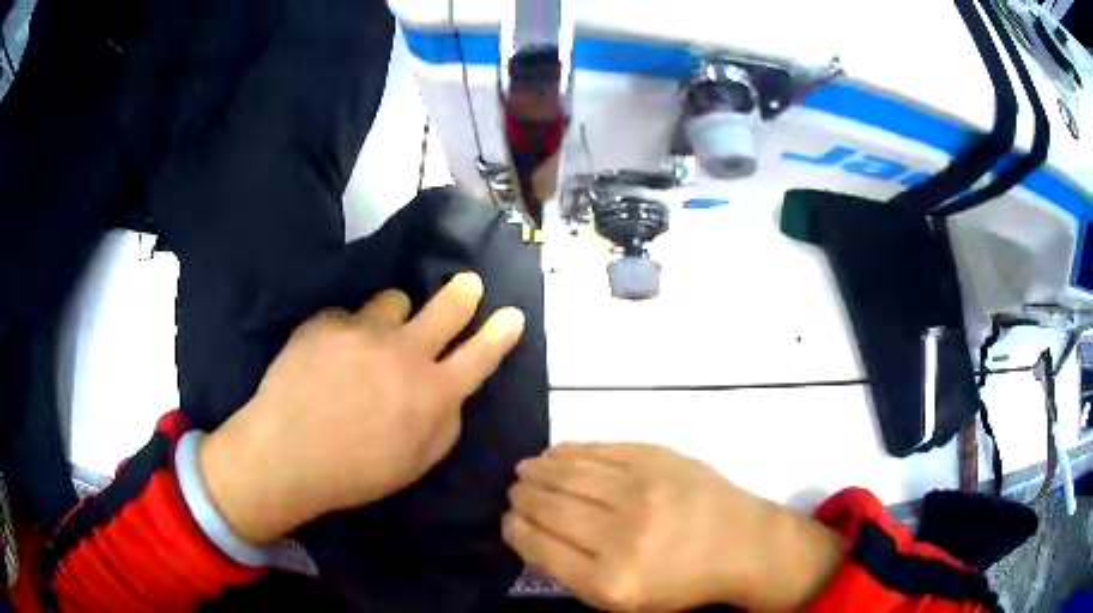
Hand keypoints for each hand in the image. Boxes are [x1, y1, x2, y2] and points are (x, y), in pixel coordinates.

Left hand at [199, 272, 524, 544]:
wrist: (286, 455)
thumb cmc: (356, 472)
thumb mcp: (417, 463)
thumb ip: (445, 424)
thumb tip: (452, 394)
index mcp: (431, 393)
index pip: (479, 356)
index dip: (500, 334)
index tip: (512, 315)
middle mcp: (403, 353)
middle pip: (446, 308)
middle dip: (463, 294)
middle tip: (468, 284)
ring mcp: (362, 331)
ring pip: (393, 299)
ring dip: (395, 314)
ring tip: (377, 334)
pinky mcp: (325, 323)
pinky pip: (346, 315)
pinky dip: (346, 331)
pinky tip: (329, 355)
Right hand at [502, 443, 842, 611]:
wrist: (744, 545)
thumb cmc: (681, 582)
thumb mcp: (623, 600)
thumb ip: (574, 572)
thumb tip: (531, 531)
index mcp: (609, 582)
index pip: (539, 547)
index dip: (515, 529)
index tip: (508, 520)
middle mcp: (622, 536)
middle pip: (549, 507)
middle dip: (522, 496)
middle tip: (514, 491)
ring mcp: (643, 491)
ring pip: (569, 473)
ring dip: (538, 470)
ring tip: (526, 470)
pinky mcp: (659, 459)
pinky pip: (600, 450)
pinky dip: (571, 451)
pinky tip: (556, 453)